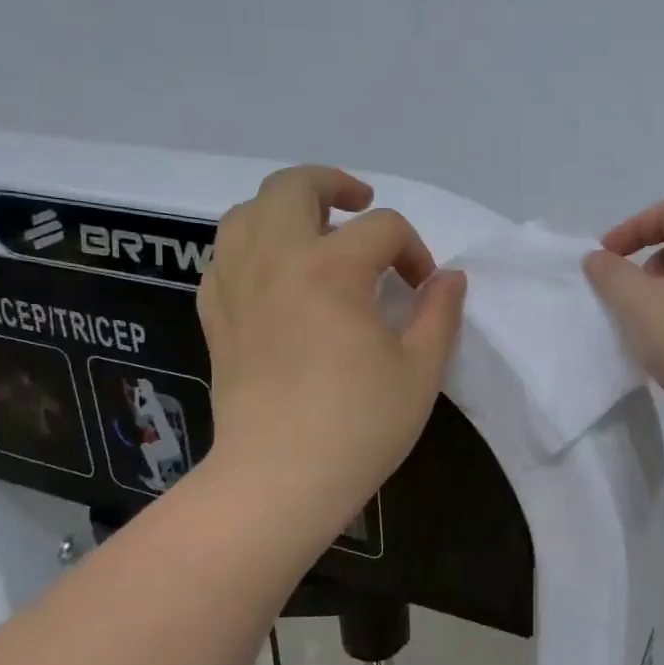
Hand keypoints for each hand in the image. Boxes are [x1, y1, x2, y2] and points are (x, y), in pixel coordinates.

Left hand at [193, 166, 465, 543]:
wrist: (278, 481)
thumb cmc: (358, 426)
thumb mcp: (421, 369)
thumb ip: (440, 312)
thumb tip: (449, 278)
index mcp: (331, 268)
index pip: (383, 228)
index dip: (414, 251)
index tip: (424, 291)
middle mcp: (276, 260)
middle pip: (294, 186)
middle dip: (334, 184)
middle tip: (360, 204)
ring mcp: (236, 286)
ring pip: (246, 212)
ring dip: (284, 209)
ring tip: (314, 233)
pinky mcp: (214, 316)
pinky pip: (224, 256)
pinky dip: (252, 248)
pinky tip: (275, 276)